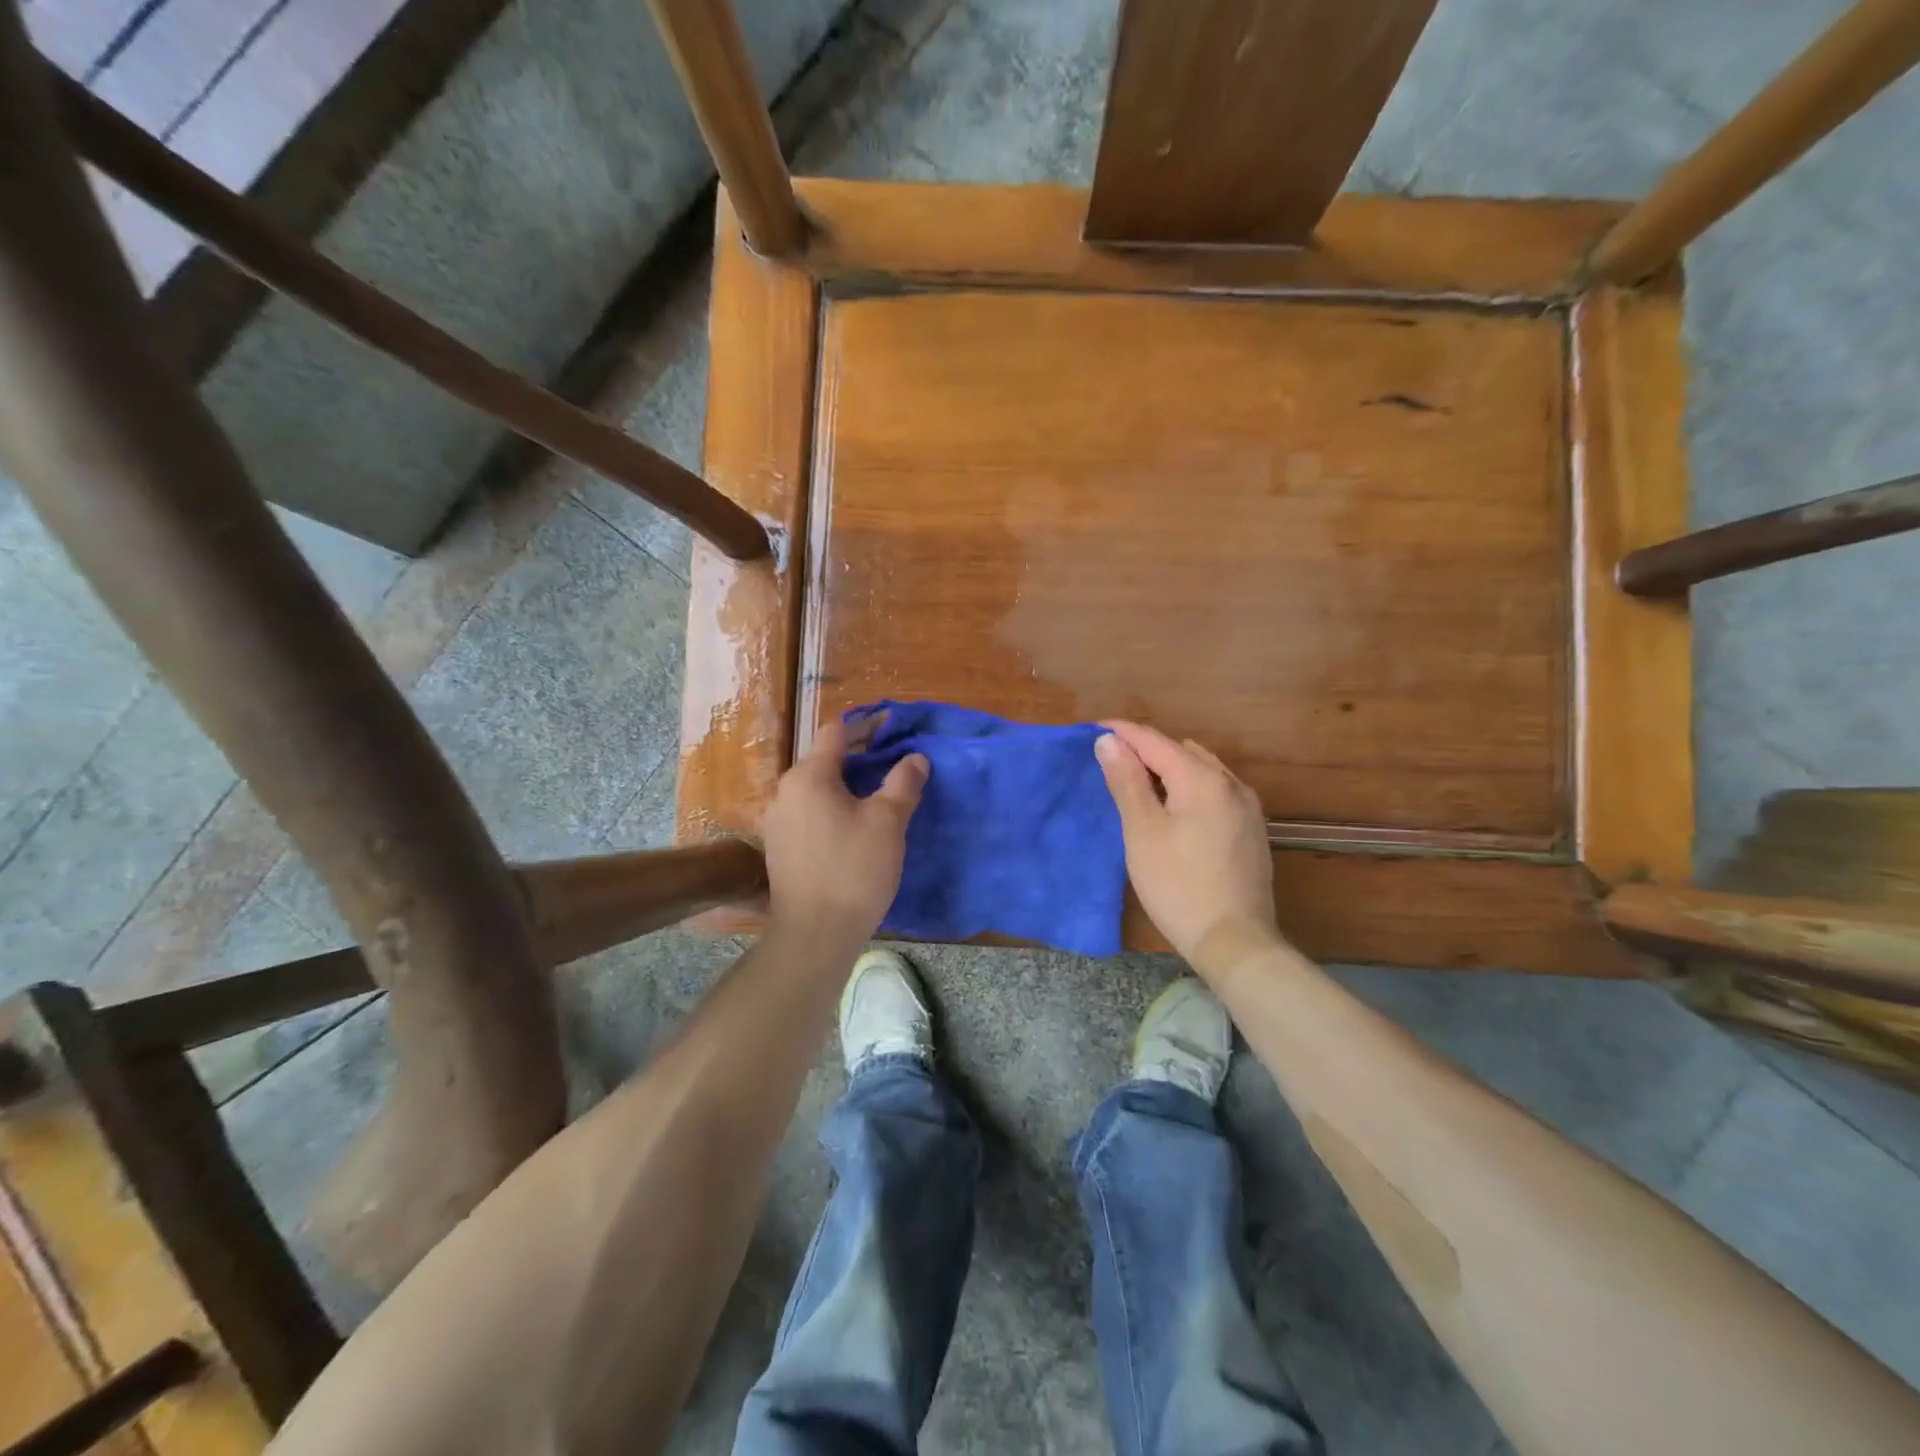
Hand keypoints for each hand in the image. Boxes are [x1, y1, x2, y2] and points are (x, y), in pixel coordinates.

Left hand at [762, 717, 927, 949]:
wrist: (816, 934)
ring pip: (816, 789)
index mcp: (808, 776)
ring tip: (877, 798)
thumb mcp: (888, 822)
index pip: (835, 732)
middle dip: (858, 758)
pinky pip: (808, 813)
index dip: (865, 727)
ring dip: (844, 786)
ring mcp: (777, 821)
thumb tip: (915, 758)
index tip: (892, 732)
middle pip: (823, 759)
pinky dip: (831, 809)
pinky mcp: (778, 847)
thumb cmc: (854, 870)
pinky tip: (853, 828)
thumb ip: (903, 783)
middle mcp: (785, 791)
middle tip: (892, 766)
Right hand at [1095, 722, 1279, 966]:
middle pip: (1181, 751)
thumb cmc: (1177, 885)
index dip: (1123, 732)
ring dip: (1169, 766)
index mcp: (1202, 779)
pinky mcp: (1251, 830)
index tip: (1093, 728)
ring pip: (1202, 769)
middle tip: (1111, 758)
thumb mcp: (1142, 832)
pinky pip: (1215, 790)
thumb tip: (1110, 741)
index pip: (1155, 741)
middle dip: (1145, 748)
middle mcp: (1231, 783)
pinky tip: (1176, 805)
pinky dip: (1189, 785)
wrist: (1234, 941)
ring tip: (1139, 779)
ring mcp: (1247, 807)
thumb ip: (1127, 781)